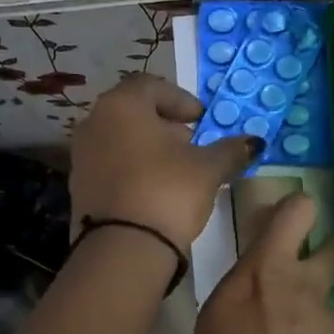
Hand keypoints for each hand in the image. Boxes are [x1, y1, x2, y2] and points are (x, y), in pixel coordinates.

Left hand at [70, 74, 261, 245]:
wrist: (123, 248)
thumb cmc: (168, 192)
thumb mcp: (208, 169)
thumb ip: (231, 150)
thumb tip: (254, 142)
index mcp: (122, 105)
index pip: (152, 85)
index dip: (181, 99)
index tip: (201, 120)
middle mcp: (94, 121)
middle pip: (134, 111)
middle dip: (165, 125)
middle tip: (192, 145)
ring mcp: (82, 155)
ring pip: (120, 139)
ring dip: (148, 148)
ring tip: (176, 171)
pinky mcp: (79, 186)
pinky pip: (110, 165)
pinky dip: (132, 169)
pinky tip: (153, 191)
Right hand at [184, 192, 333, 333]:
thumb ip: (234, 313)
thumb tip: (245, 318)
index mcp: (259, 273)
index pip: (292, 215)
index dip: (295, 211)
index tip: (288, 217)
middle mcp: (302, 288)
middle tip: (317, 266)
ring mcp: (329, 323)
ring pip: (328, 302)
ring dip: (312, 316)